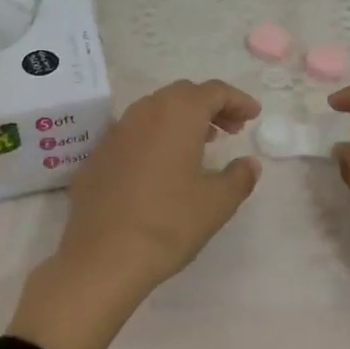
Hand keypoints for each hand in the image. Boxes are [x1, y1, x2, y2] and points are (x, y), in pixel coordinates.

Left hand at [8, 80, 260, 348]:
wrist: (103, 257)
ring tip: (199, 145)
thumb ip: (239, 177)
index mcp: (177, 114)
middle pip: (182, 94)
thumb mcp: (217, 203)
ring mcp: (115, 133)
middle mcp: (144, 112)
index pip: (213, 91)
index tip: (253, 115)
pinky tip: (161, 168)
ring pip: (154, 111)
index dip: (237, 99)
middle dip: (209, 106)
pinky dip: (154, 138)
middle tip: (230, 130)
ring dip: (180, 120)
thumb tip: (248, 163)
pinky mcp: (96, 157)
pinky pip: (132, 135)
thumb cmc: (169, 224)